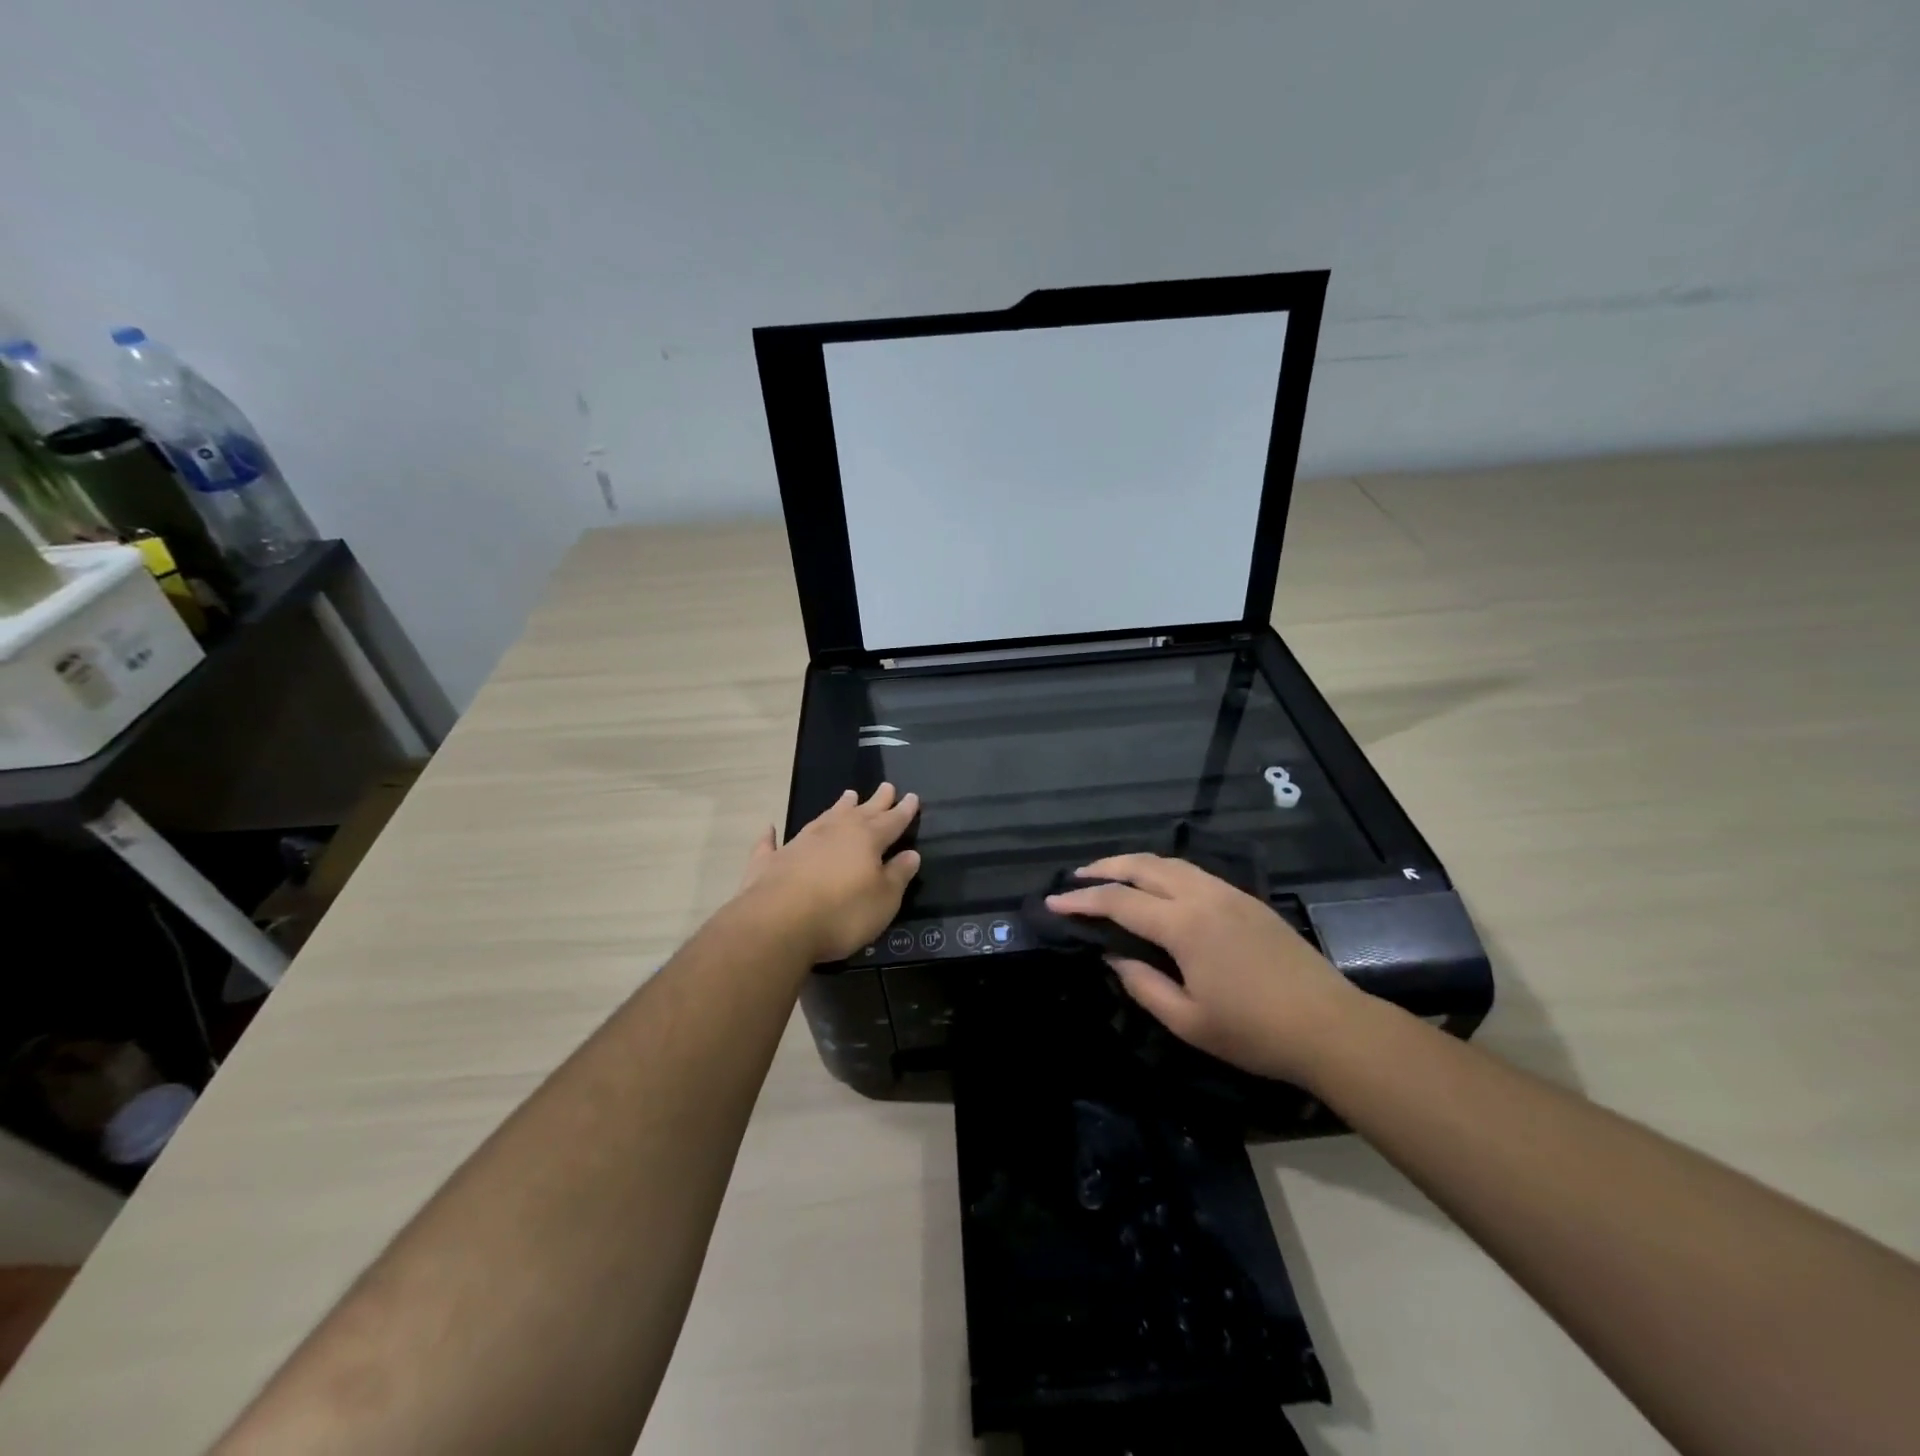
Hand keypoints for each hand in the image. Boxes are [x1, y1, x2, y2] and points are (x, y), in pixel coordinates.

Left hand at [736, 784, 921, 962]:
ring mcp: (799, 843)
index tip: (912, 796)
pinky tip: (770, 829)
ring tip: (848, 795)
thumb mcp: (883, 900)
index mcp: (865, 839)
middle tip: (886, 786)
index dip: (903, 811)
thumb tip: (910, 854)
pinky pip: (771, 843)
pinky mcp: (769, 861)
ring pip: (823, 818)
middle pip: (859, 812)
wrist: (778, 923)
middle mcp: (833, 833)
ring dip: (837, 808)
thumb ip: (897, 875)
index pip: (891, 821)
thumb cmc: (842, 912)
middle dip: (876, 801)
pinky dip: (772, 836)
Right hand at [1046, 853, 1363, 1085]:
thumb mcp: (1188, 1020)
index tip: (1053, 902)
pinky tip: (1158, 887)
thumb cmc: (1254, 1032)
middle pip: (1143, 866)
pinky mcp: (1247, 900)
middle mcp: (1203, 897)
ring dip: (1135, 864)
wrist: (1330, 1027)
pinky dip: (1163, 871)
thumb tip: (1113, 955)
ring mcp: (1228, 893)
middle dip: (1105, 868)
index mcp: (1184, 926)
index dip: (1082, 900)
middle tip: (1076, 878)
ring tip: (1111, 875)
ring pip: (1171, 862)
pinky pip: (1194, 872)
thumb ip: (1142, 984)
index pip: (1120, 902)